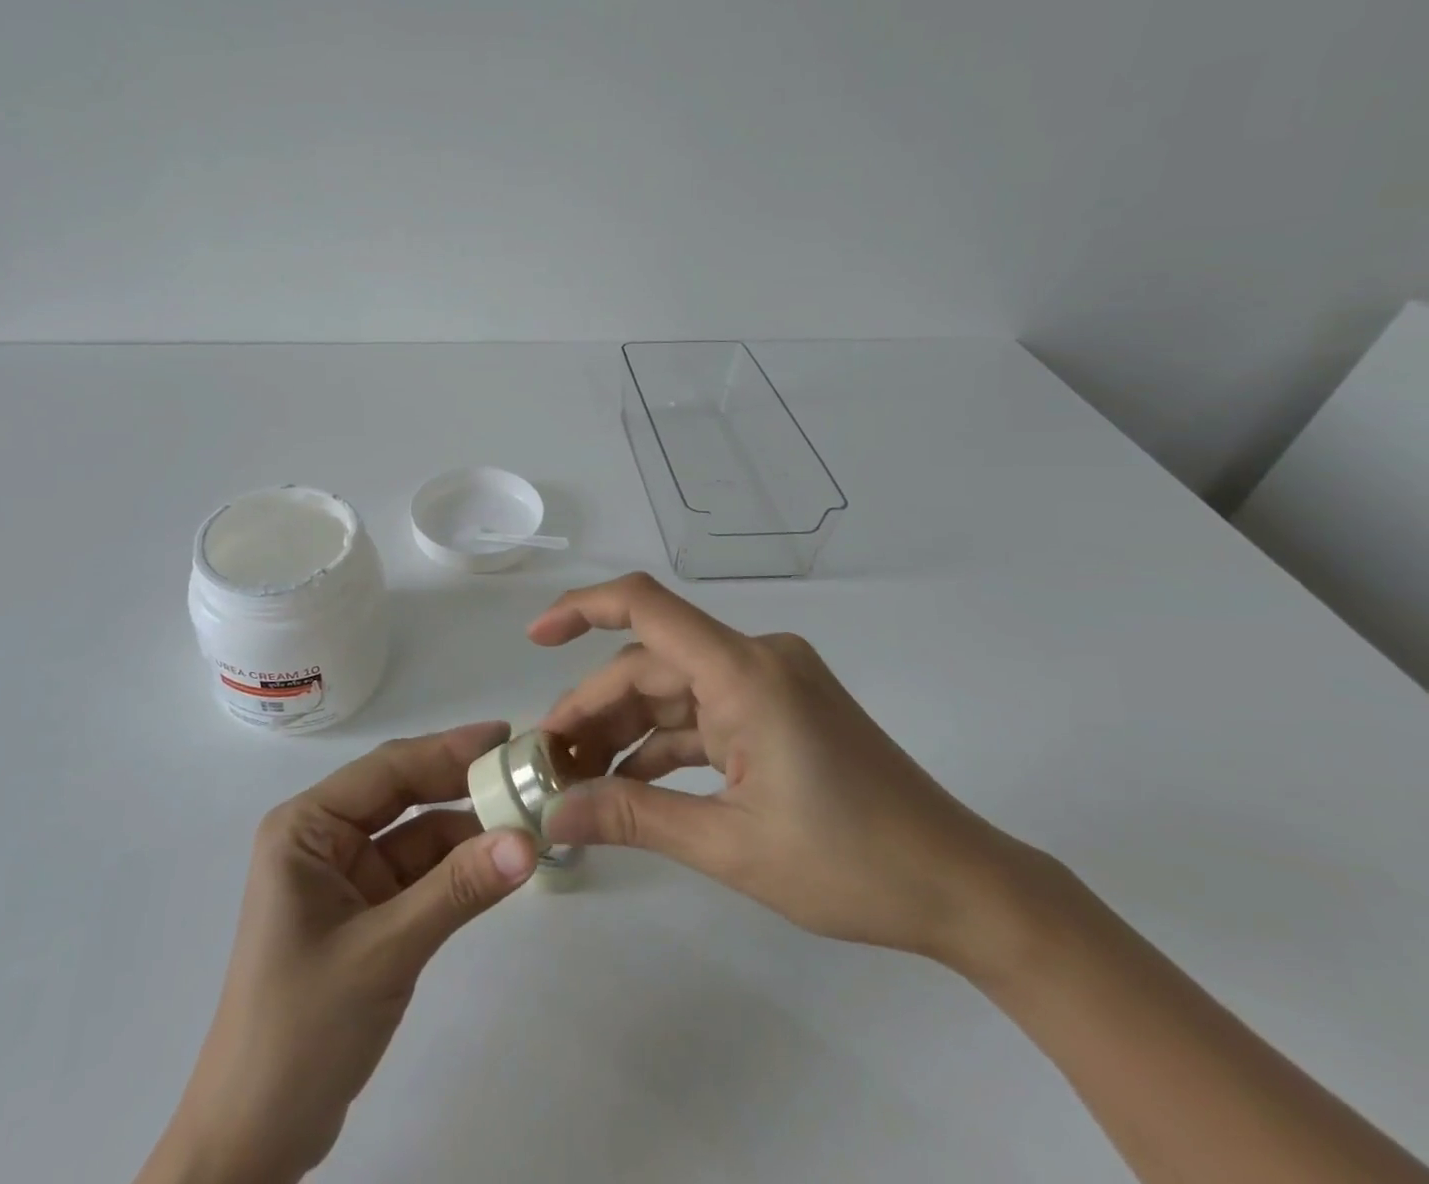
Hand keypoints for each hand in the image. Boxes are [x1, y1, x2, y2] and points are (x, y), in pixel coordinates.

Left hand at [140, 722, 538, 1183]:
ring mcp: (344, 878)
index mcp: (306, 826)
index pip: (386, 770)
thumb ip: (457, 890)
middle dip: (460, 784)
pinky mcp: (364, 914)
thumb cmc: (302, 1027)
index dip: (447, 749)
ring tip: (527, 817)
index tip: (506, 737)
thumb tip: (529, 841)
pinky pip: (418, 876)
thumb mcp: (384, 950)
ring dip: (466, 830)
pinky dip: (456, 870)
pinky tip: (499, 863)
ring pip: (415, 836)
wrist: (256, 1139)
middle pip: (401, 795)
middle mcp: (323, 839)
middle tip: (524, 772)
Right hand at [534, 573, 1033, 963]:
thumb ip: (634, 818)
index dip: (581, 607)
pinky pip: (702, 712)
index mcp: (745, 672)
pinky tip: (629, 781)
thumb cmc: (852, 865)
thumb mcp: (730, 846)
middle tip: (547, 762)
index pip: (646, 606)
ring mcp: (767, 682)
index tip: (534, 637)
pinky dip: (664, 742)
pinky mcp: (777, 709)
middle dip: (594, 708)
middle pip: (649, 663)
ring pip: (672, 689)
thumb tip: (553, 815)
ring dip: (625, 728)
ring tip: (578, 777)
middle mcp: (754, 659)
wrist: (963, 889)